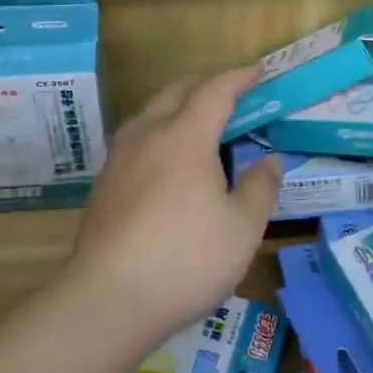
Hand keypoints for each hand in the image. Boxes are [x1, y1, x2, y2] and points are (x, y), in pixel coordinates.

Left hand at [62, 66, 282, 345]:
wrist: (108, 300)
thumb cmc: (186, 259)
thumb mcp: (243, 228)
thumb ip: (260, 187)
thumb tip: (269, 161)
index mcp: (185, 137)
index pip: (215, 91)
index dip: (239, 77)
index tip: (258, 72)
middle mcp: (147, 136)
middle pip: (176, 92)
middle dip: (206, 84)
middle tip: (232, 93)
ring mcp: (119, 159)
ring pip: (149, 112)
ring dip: (177, 105)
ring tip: (198, 121)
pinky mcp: (103, 184)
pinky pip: (135, 139)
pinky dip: (158, 131)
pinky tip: (166, 160)